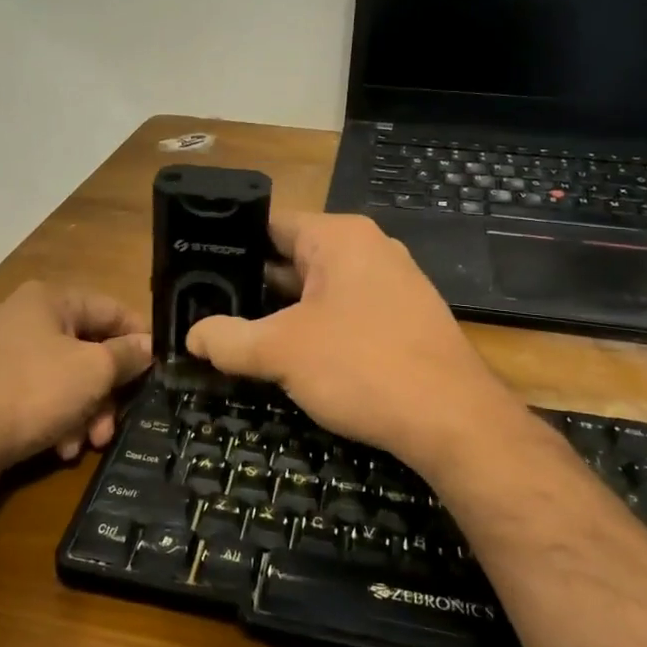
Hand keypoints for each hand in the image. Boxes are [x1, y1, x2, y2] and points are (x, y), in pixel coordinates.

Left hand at [0, 281, 153, 495]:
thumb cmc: (31, 392)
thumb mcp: (91, 372)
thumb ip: (125, 355)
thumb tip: (148, 345)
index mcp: (48, 299)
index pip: (110, 309)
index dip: (139, 338)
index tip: (158, 370)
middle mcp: (21, 317)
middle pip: (85, 350)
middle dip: (105, 393)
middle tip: (113, 426)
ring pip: (61, 378)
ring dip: (81, 412)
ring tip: (83, 446)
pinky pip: (33, 395)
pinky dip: (52, 419)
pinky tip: (57, 448)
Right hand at [185, 212, 525, 476]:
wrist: (453, 421)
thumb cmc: (362, 367)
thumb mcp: (281, 352)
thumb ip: (229, 340)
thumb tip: (193, 337)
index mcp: (339, 237)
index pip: (270, 224)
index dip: (229, 246)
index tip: (195, 270)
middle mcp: (369, 249)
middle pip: (294, 257)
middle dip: (253, 285)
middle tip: (207, 307)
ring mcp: (393, 284)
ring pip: (320, 289)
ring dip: (283, 312)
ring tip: (239, 334)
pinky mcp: (405, 319)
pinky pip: (346, 312)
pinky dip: (317, 328)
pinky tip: (293, 357)